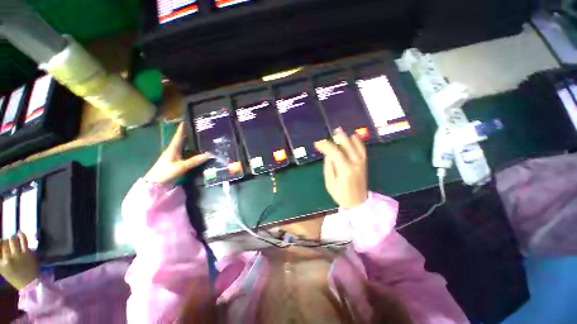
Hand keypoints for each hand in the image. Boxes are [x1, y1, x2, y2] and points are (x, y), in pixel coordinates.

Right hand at [0, 232, 39, 290]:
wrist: (30, 284)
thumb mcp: (3, 270)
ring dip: (12, 238)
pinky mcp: (27, 253)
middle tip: (7, 241)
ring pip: (13, 241)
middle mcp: (8, 259)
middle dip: (6, 241)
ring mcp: (18, 255)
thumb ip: (1, 258)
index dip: (0, 244)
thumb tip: (1, 244)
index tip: (1, 243)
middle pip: (4, 244)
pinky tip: (20, 232)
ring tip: (12, 237)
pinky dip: (21, 235)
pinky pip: (24, 241)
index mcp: (1, 264)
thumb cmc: (16, 277)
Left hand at [144, 123, 209, 183]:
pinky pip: (181, 151)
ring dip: (186, 141)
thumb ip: (195, 161)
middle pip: (179, 140)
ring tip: (195, 138)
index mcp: (173, 148)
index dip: (182, 129)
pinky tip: (191, 150)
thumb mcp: (182, 166)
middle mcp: (171, 150)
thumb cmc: (166, 171)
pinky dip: (186, 148)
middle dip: (185, 134)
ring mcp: (171, 155)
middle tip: (194, 130)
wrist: (154, 182)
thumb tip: (209, 155)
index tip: (185, 121)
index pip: (178, 136)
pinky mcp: (172, 160)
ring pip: (180, 146)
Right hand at [314, 128, 367, 208]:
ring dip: (347, 137)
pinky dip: (357, 141)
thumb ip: (329, 167)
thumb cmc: (341, 194)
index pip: (335, 153)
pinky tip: (352, 137)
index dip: (326, 146)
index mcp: (346, 170)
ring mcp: (362, 162)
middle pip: (347, 145)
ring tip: (339, 131)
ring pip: (356, 145)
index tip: (318, 143)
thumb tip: (328, 155)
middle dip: (337, 138)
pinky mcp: (364, 163)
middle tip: (329, 134)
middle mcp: (356, 163)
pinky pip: (362, 148)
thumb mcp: (330, 183)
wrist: (358, 202)